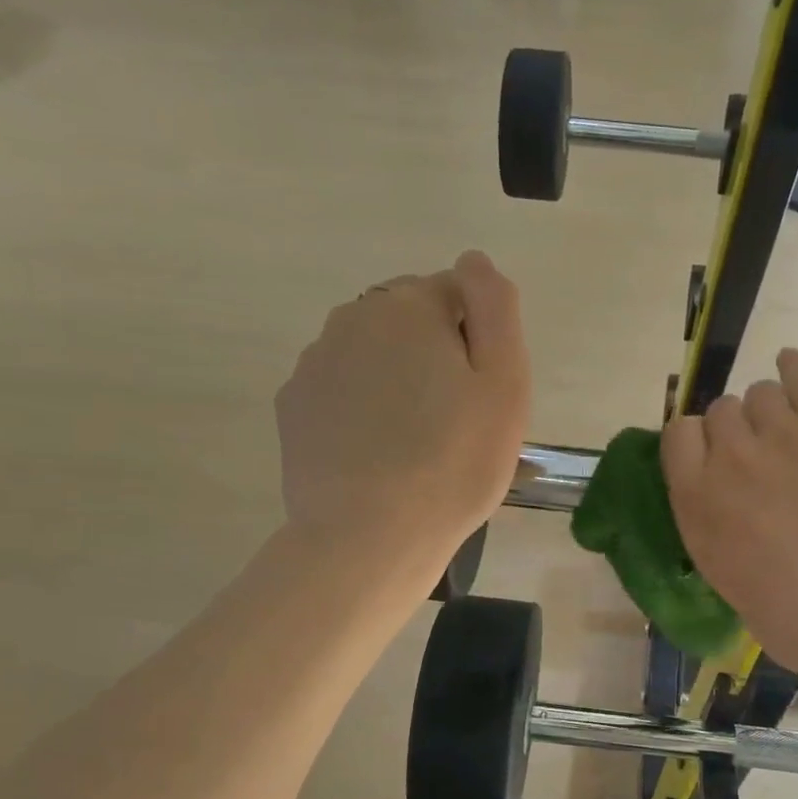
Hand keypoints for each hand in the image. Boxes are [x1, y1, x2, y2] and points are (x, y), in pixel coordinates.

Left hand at [277, 252, 529, 576]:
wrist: (370, 537)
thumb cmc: (454, 463)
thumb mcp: (504, 384)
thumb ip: (495, 308)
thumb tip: (474, 261)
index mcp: (408, 307)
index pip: (456, 294)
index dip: (477, 341)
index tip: (481, 394)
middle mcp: (352, 318)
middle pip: (409, 322)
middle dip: (433, 355)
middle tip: (453, 422)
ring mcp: (314, 363)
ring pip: (371, 356)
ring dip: (395, 381)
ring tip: (414, 445)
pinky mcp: (292, 407)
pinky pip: (340, 391)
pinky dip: (360, 409)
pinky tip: (375, 455)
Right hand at [661, 349, 797, 679]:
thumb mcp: (736, 589)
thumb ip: (728, 547)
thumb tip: (743, 543)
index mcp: (696, 502)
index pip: (676, 437)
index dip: (693, 442)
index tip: (710, 459)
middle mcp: (729, 457)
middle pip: (719, 411)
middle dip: (736, 429)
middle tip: (761, 457)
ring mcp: (781, 433)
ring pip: (760, 392)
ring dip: (770, 409)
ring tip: (791, 431)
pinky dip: (796, 369)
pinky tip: (796, 368)